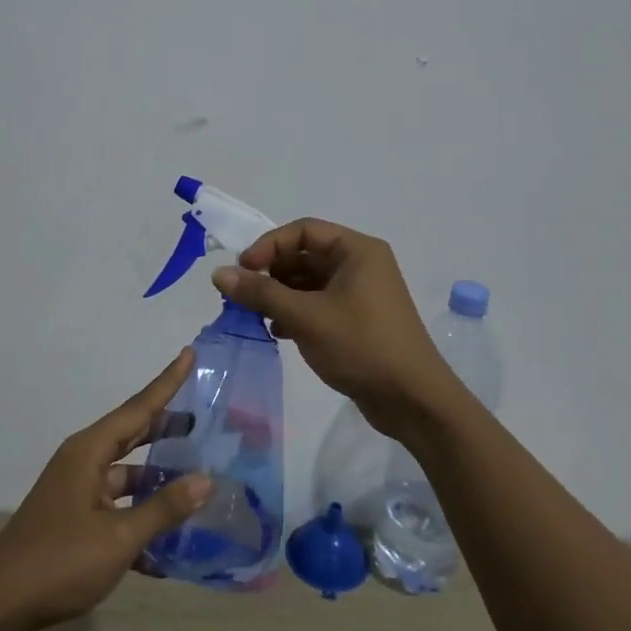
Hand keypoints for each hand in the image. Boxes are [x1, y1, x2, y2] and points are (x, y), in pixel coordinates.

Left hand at [0, 349, 210, 630]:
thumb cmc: (59, 562)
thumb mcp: (118, 537)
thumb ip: (163, 508)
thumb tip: (206, 480)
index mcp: (89, 452)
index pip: (138, 408)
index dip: (167, 382)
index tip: (189, 354)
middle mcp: (83, 461)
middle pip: (132, 434)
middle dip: (167, 426)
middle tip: (204, 418)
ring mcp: (77, 490)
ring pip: (127, 474)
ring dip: (158, 479)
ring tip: (198, 480)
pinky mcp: (74, 519)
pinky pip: (117, 506)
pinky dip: (141, 515)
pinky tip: (170, 544)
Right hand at [211, 219, 451, 433]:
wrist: (412, 400)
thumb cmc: (361, 346)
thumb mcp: (305, 316)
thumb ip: (260, 293)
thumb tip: (218, 274)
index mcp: (356, 250)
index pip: (303, 230)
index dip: (268, 245)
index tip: (243, 270)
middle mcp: (360, 265)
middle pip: (304, 255)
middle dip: (271, 273)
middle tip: (243, 296)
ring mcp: (360, 294)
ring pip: (309, 283)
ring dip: (280, 295)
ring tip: (255, 315)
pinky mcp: (357, 320)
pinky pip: (318, 304)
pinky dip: (295, 312)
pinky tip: (278, 331)